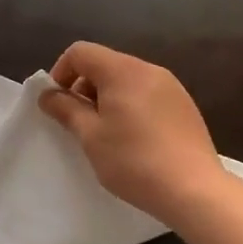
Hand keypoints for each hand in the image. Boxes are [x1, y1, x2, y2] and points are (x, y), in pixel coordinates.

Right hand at [37, 41, 226, 224]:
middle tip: (79, 121)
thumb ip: (66, 109)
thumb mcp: (90, 135)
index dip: (61, 71)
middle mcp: (149, 69)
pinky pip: (147, 93)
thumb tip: (47, 94)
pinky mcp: (184, 106)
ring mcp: (171, 87)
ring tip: (106, 133)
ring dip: (107, 97)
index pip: (81, 52)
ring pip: (126, 79)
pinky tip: (134, 138)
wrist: (195, 191)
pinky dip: (130, 105)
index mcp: (123, 70)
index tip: (58, 102)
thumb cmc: (134, 160)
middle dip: (84, 86)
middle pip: (104, 63)